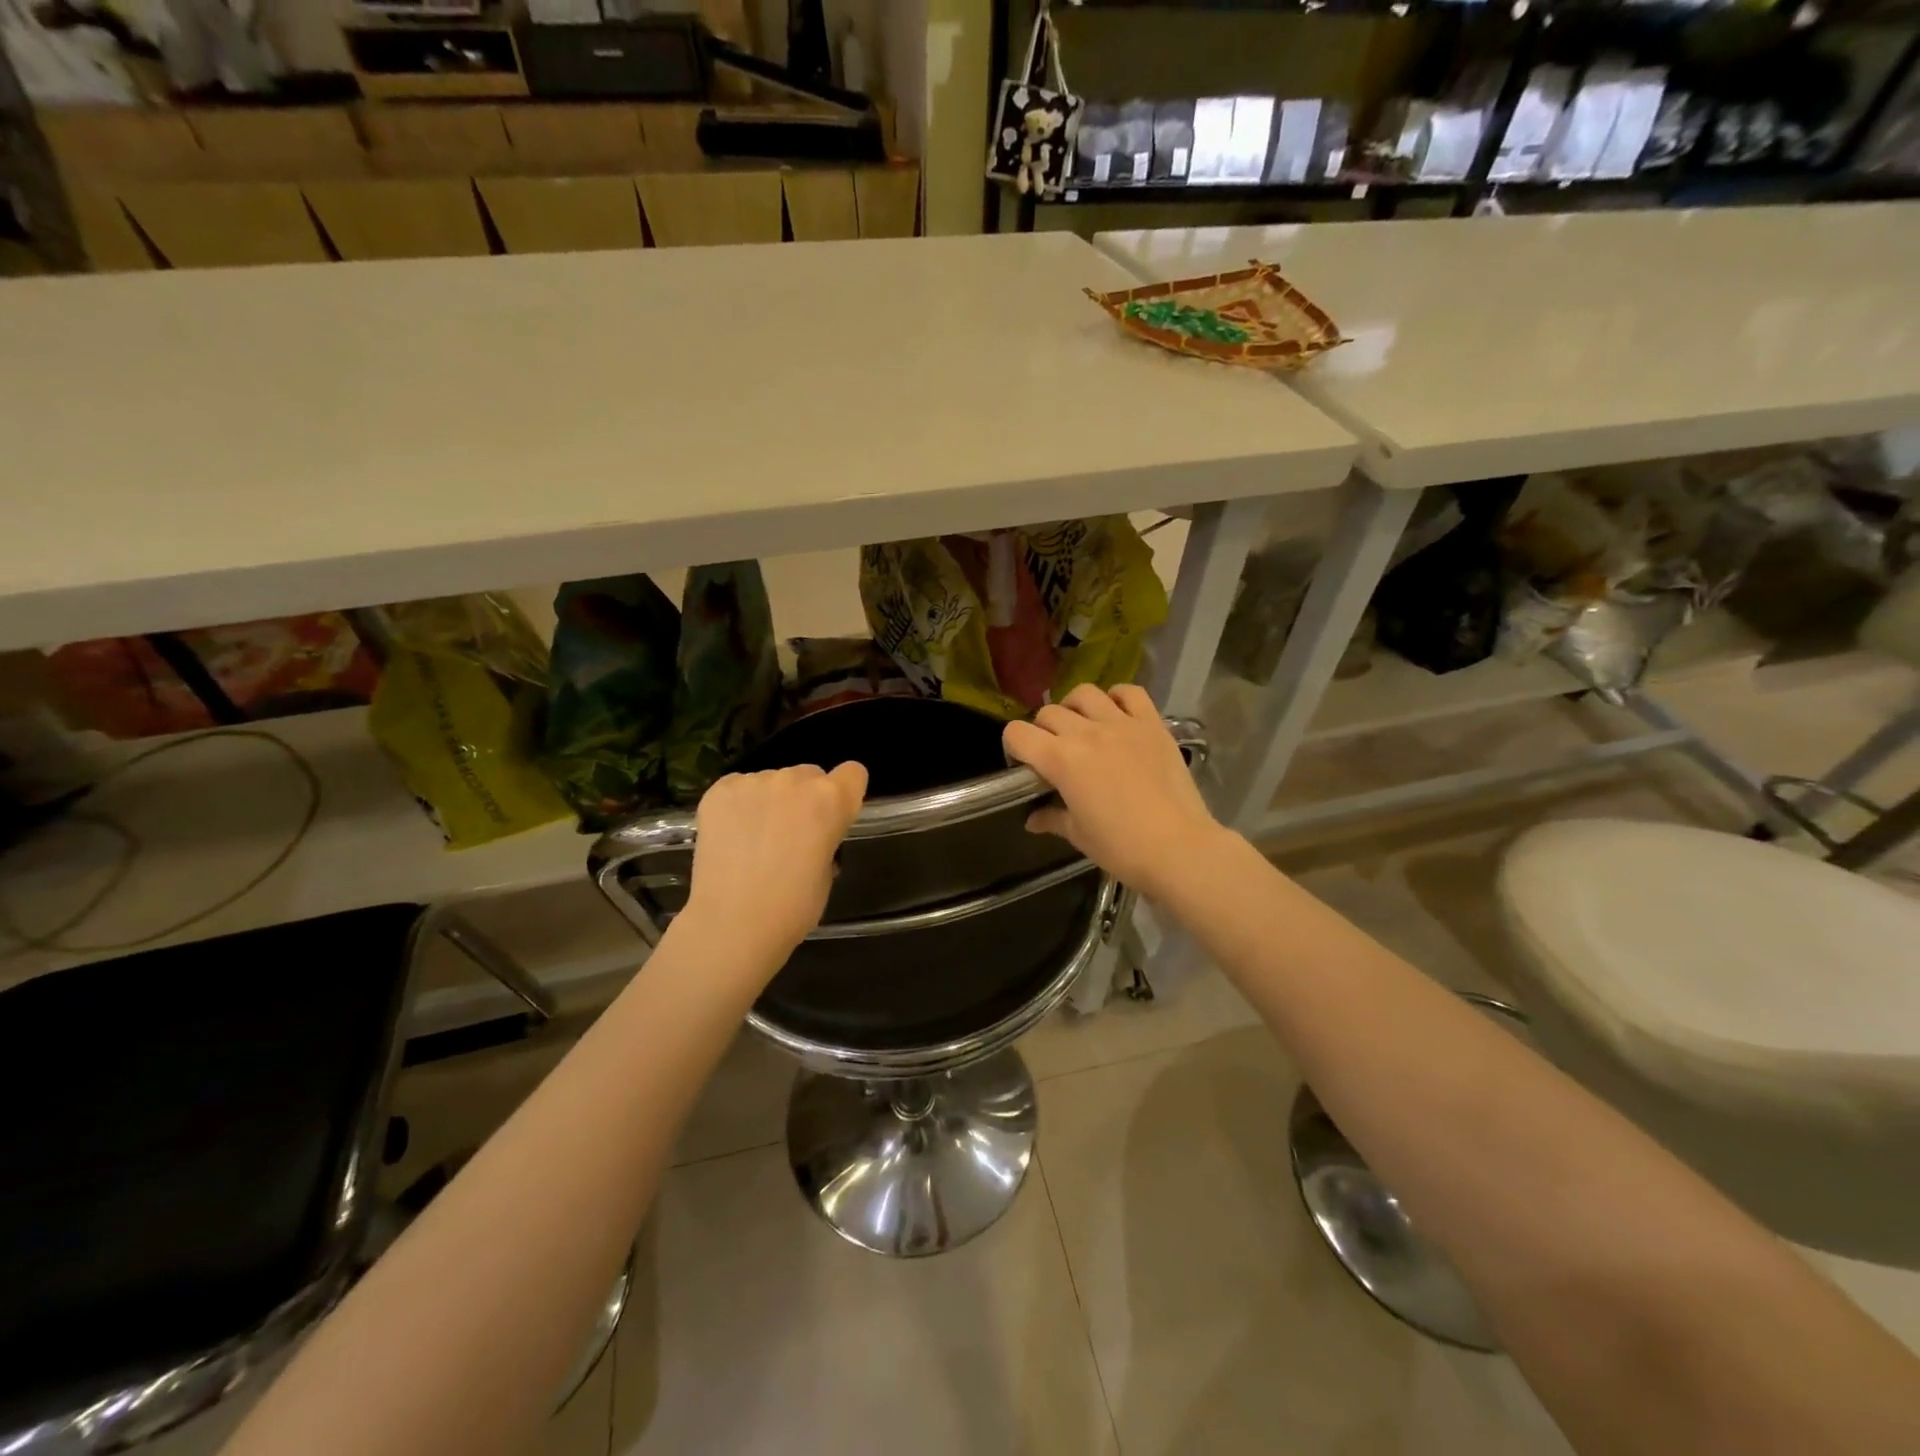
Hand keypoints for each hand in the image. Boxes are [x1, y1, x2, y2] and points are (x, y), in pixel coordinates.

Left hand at [682, 763, 867, 971]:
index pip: (853, 773)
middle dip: (805, 798)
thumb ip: (825, 839)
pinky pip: (739, 787)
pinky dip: (738, 805)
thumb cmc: (792, 908)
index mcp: (831, 801)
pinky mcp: (720, 790)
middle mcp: (795, 780)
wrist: (732, 924)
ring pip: (772, 781)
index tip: (834, 814)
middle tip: (790, 834)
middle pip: (810, 775)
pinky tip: (731, 836)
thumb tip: (811, 837)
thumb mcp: (826, 872)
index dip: (846, 792)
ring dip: (770, 801)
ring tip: (754, 840)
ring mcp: (755, 782)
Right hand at [1002, 684, 1225, 900]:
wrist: (1179, 848)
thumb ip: (1052, 818)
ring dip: (1074, 708)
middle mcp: (1086, 733)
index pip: (1017, 733)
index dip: (1013, 747)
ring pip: (1084, 693)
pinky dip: (1117, 698)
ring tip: (1082, 728)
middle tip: (1054, 755)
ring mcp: (1122, 724)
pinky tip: (1116, 715)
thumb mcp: (1079, 835)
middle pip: (1048, 713)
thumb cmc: (1122, 847)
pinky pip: (1130, 692)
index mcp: (1061, 760)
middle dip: (1042, 731)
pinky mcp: (1152, 724)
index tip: (1025, 766)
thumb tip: (1033, 818)